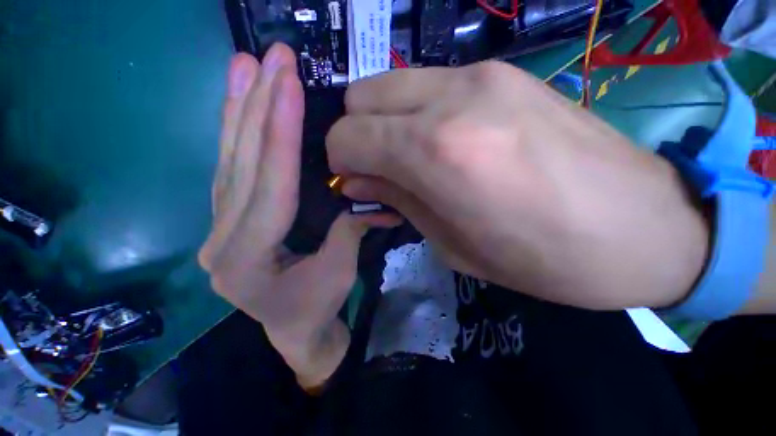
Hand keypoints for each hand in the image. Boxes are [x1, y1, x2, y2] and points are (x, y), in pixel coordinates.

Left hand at [199, 44, 396, 386]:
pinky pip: (230, 170)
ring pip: (227, 161)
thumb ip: (348, 231)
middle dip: (256, 107)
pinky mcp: (227, 221)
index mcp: (247, 260)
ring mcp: (218, 228)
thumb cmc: (316, 308)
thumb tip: (370, 199)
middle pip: (240, 165)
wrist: (293, 332)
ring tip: (241, 65)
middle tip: (266, 57)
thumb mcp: (339, 272)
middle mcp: (220, 239)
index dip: (281, 134)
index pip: (268, 185)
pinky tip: (237, 104)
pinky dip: (235, 134)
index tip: (289, 84)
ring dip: (237, 110)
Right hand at [327, 62, 709, 309]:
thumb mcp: (452, 245)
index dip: (341, 161)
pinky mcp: (505, 72)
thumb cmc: (545, 259)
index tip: (353, 182)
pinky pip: (428, 84)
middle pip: (361, 95)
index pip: (349, 136)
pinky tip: (442, 141)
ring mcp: (482, 75)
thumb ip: (397, 201)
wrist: (647, 230)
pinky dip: (415, 112)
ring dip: (385, 121)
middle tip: (377, 168)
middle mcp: (452, 99)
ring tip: (409, 157)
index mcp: (437, 153)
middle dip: (357, 134)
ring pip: (390, 83)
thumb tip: (357, 180)